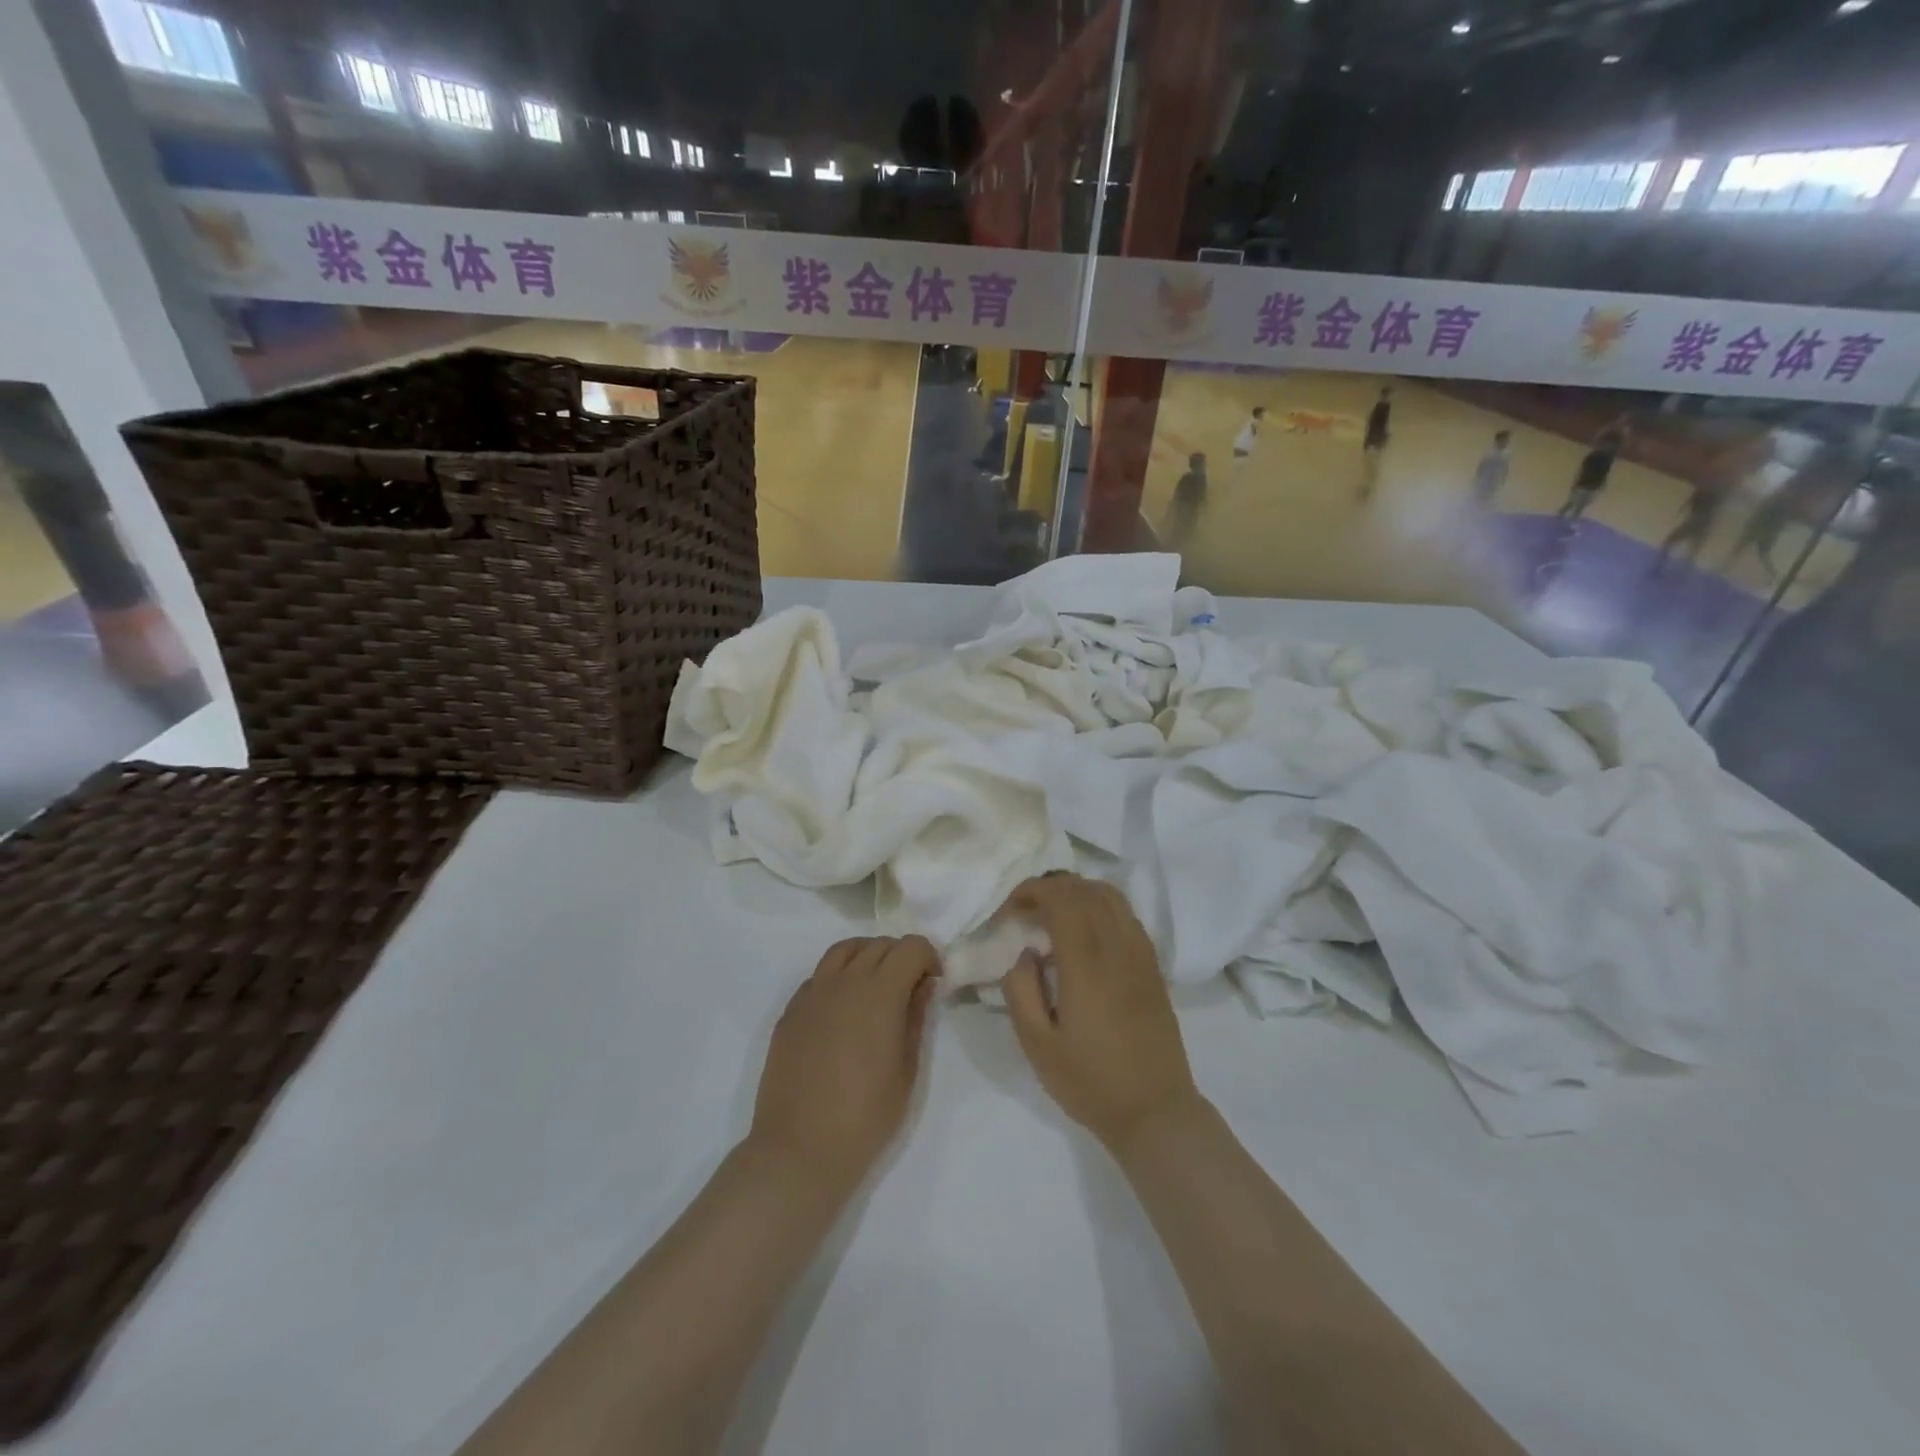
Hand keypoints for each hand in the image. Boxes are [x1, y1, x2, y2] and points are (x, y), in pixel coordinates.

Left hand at [747, 936, 938, 1195]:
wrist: (800, 1149)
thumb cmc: (865, 1116)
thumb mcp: (907, 1070)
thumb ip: (916, 1018)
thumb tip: (924, 986)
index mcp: (880, 992)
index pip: (910, 946)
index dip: (928, 957)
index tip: (934, 982)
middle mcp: (844, 981)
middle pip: (879, 945)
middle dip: (901, 957)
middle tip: (910, 988)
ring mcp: (812, 993)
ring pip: (844, 951)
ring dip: (867, 957)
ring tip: (876, 988)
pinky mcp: (790, 1011)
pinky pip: (819, 976)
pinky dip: (838, 977)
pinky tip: (843, 1010)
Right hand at [999, 875, 1205, 1154]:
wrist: (1155, 1111)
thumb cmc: (1089, 1082)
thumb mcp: (1037, 1045)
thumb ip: (1021, 990)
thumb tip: (1023, 950)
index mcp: (1087, 966)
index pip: (1063, 901)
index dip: (1034, 891)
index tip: (1010, 906)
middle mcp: (1118, 949)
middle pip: (1087, 891)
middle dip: (1052, 886)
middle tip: (1025, 905)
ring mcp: (1141, 955)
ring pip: (1112, 897)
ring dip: (1079, 890)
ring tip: (1054, 909)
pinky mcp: (1153, 967)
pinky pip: (1128, 915)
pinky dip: (1102, 905)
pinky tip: (1086, 928)